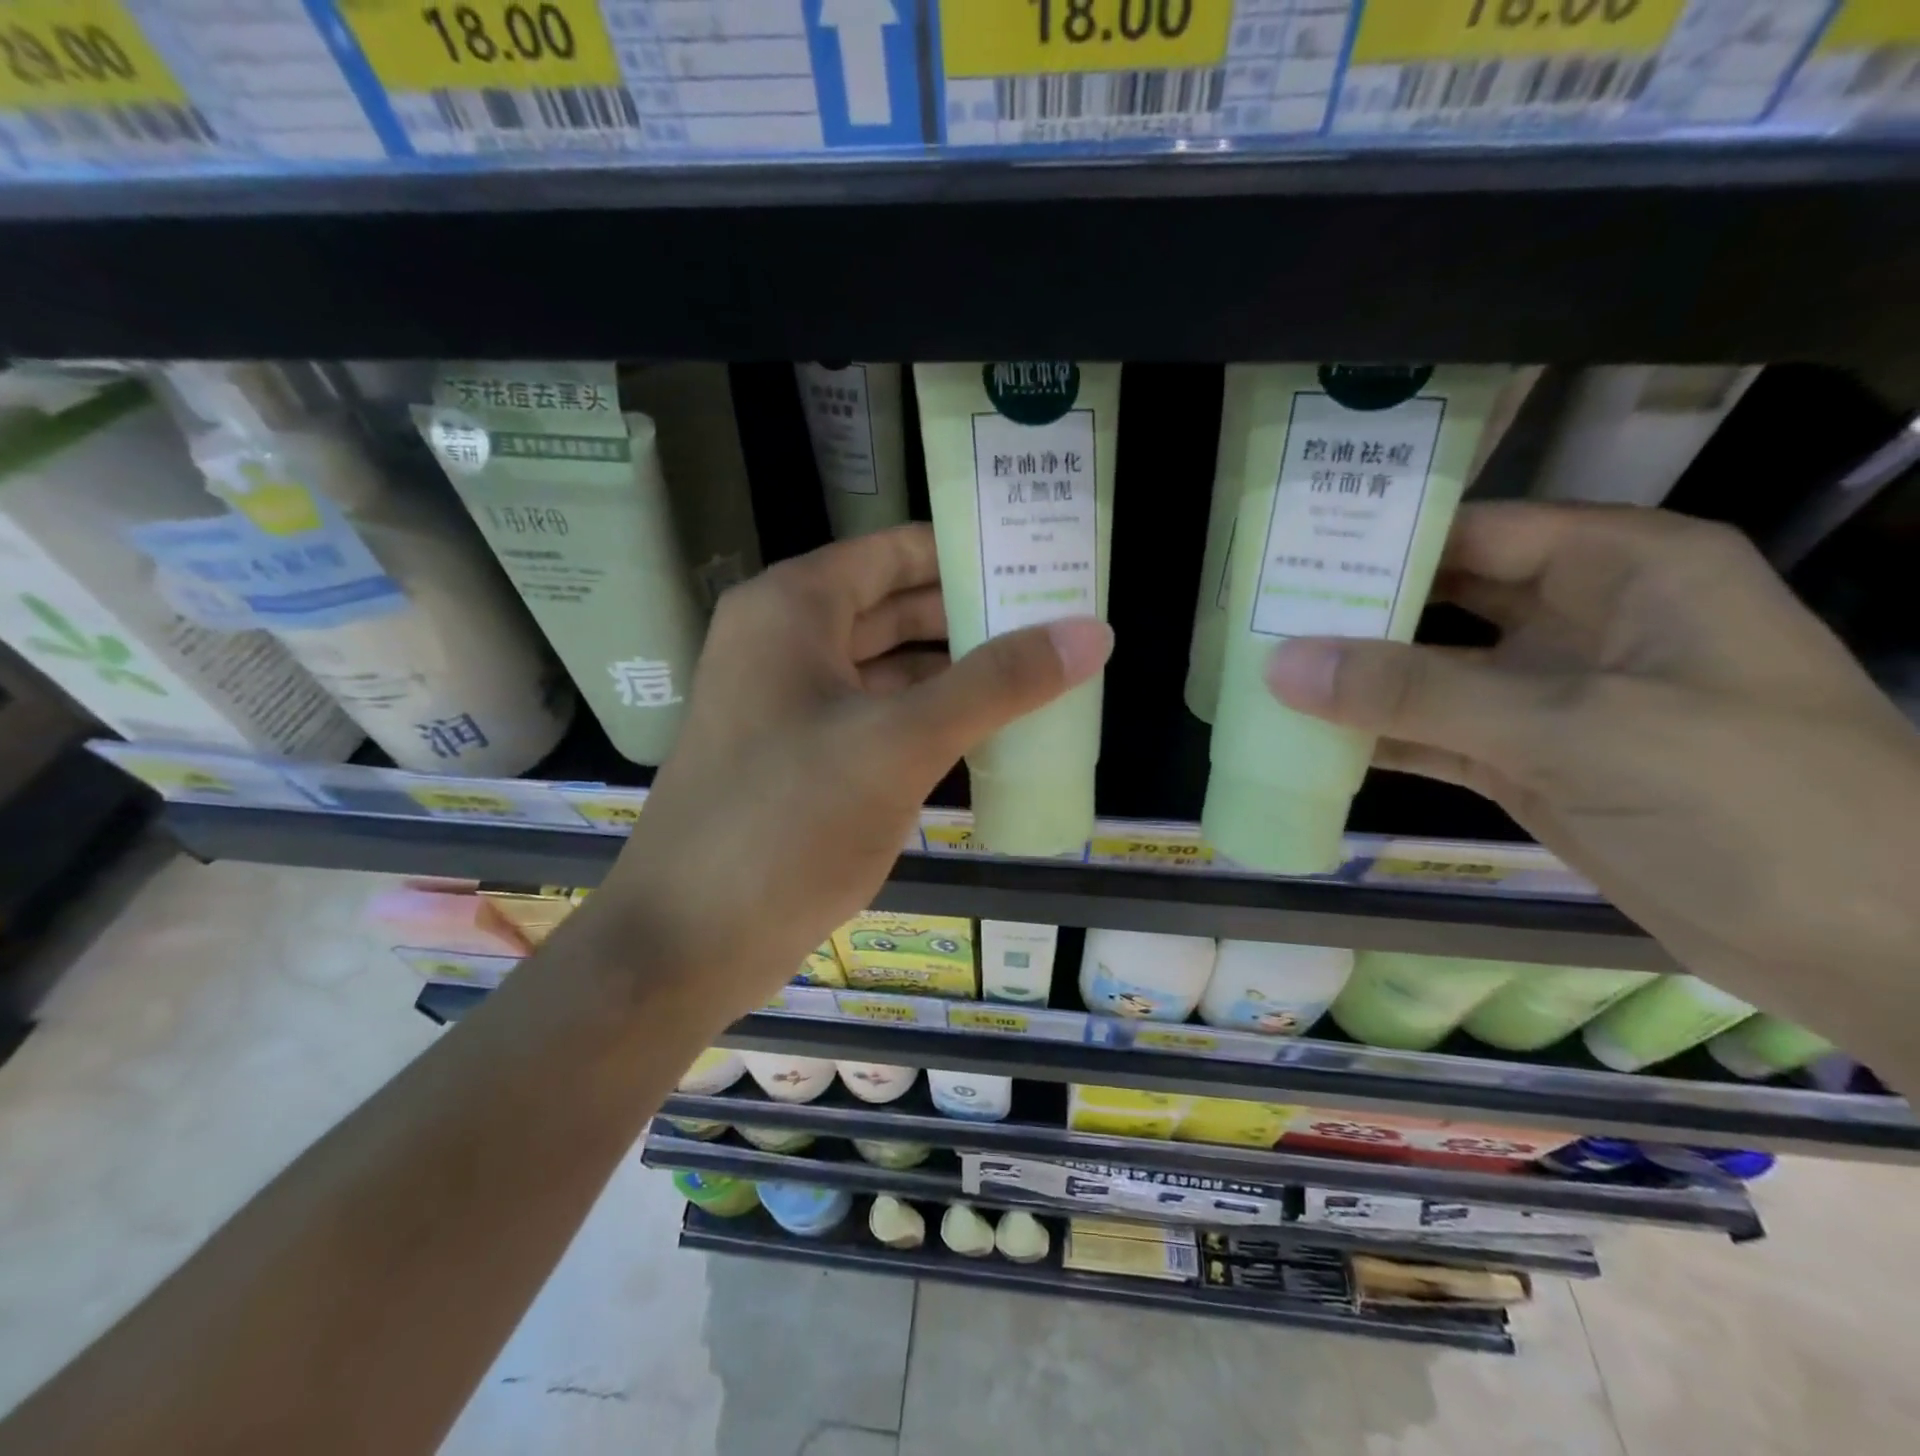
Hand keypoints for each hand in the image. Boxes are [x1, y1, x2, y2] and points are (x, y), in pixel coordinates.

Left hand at [598, 524, 1110, 1019]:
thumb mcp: (901, 744)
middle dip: (973, 614)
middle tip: (1060, 621)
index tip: (1043, 563)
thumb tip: (1090, 632)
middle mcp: (785, 641)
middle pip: (896, 606)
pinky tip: (986, 731)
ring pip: (888, 665)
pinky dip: (928, 717)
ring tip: (1041, 673)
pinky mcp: (800, 756)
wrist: (686, 942)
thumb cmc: (787, 823)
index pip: (898, 551)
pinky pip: (877, 715)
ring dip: (956, 670)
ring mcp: (789, 702)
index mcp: (793, 608)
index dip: (971, 552)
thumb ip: (997, 683)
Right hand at [1263, 503, 1919, 1066]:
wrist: (1867, 947)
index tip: (1290, 556)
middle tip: (1260, 617)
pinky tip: (1312, 740)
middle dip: (1358, 612)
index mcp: (1624, 569)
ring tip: (1265, 676)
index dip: (1384, 539)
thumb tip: (1283, 666)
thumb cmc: (1750, 799)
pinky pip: (1437, 736)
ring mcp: (1554, 699)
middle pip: (1445, 601)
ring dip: (1359, 681)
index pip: (1477, 529)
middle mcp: (1583, 621)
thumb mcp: (1574, 727)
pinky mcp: (1532, 765)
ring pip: (1433, 674)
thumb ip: (1419, 692)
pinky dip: (1380, 739)